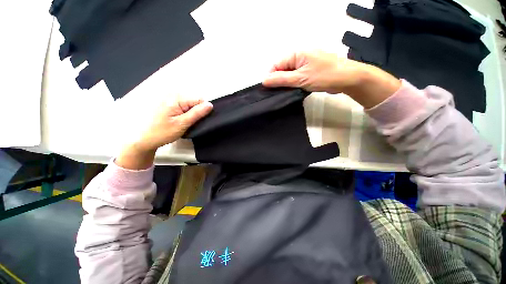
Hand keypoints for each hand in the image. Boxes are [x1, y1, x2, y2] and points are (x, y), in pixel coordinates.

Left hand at [116, 98, 212, 169]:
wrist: (144, 139)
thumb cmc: (163, 132)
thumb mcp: (182, 123)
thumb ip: (197, 113)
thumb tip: (210, 104)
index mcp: (176, 98)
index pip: (199, 99)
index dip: (203, 110)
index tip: (199, 120)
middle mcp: (173, 95)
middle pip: (194, 101)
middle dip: (197, 112)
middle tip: (192, 124)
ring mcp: (170, 100)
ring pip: (190, 105)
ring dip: (192, 114)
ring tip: (187, 124)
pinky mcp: (168, 105)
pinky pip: (183, 107)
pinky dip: (186, 114)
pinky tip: (182, 122)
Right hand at [263, 50, 364, 93]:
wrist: (347, 78)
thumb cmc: (323, 76)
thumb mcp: (300, 78)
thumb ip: (281, 79)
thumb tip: (264, 80)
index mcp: (296, 53)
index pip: (276, 65)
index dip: (271, 77)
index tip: (270, 91)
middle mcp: (299, 56)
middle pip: (282, 69)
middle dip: (279, 81)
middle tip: (278, 94)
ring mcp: (305, 64)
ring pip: (289, 74)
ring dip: (286, 84)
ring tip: (285, 94)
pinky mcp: (309, 71)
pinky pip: (297, 77)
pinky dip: (294, 84)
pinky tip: (293, 91)